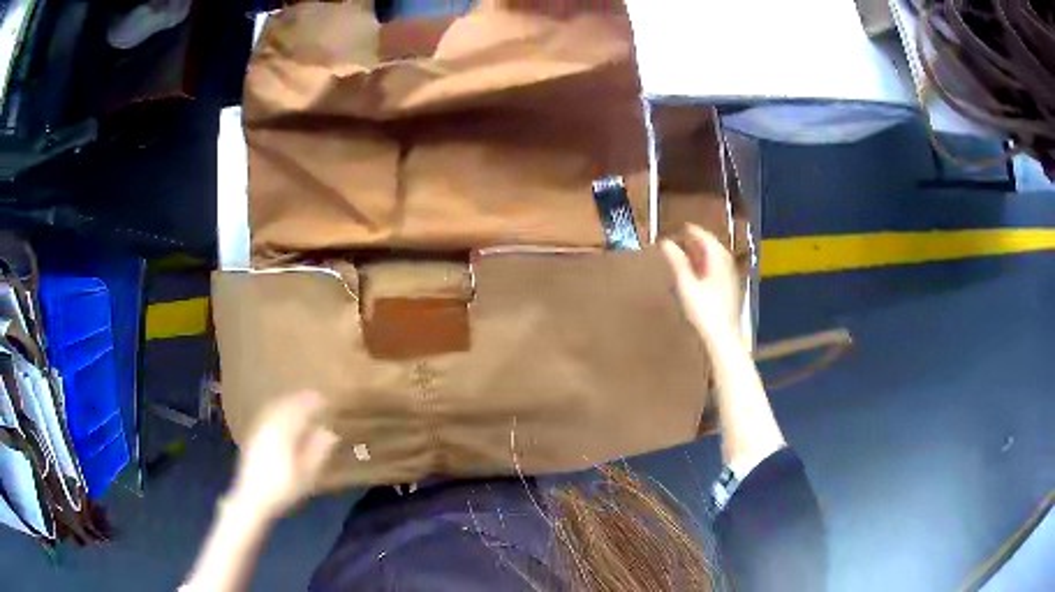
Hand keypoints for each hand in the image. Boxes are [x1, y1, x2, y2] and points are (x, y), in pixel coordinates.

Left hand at [231, 391, 338, 518]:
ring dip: (289, 402)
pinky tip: (283, 418)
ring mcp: (259, 428)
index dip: (314, 402)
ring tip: (301, 404)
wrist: (252, 498)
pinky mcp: (253, 435)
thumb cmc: (282, 489)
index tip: (326, 400)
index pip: (300, 409)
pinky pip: (267, 413)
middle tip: (315, 398)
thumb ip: (318, 451)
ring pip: (275, 407)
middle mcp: (269, 424)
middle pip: (286, 404)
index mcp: (283, 431)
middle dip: (301, 399)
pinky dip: (278, 409)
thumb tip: (330, 432)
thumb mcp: (306, 475)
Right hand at [661, 224, 739, 336]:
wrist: (722, 336)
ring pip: (717, 258)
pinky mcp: (730, 290)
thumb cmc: (704, 311)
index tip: (682, 227)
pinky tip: (699, 273)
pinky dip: (708, 265)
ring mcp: (730, 278)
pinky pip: (719, 269)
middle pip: (714, 247)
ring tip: (689, 254)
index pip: (706, 238)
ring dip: (704, 253)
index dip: (693, 231)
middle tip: (684, 238)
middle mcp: (727, 266)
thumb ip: (676, 262)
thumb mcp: (686, 285)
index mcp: (718, 260)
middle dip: (699, 241)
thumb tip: (666, 243)